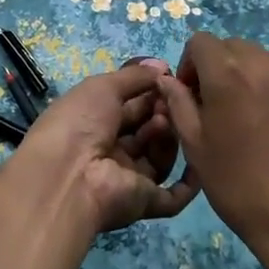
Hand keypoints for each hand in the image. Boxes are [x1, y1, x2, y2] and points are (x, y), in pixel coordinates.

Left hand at [18, 60, 198, 234]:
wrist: (68, 176)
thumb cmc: (80, 122)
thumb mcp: (103, 86)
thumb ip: (134, 76)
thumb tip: (161, 65)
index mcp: (95, 123)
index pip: (130, 106)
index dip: (149, 92)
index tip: (168, 79)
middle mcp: (111, 151)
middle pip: (146, 130)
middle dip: (160, 112)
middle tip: (168, 100)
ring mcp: (128, 179)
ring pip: (159, 156)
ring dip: (167, 136)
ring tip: (161, 122)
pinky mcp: (143, 203)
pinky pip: (172, 198)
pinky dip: (189, 183)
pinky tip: (200, 158)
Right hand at [155, 34, 268, 268]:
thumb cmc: (240, 186)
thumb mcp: (196, 147)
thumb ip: (178, 104)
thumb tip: (167, 80)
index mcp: (228, 73)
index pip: (200, 41)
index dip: (189, 64)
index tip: (191, 96)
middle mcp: (262, 63)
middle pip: (230, 47)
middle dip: (217, 67)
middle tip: (216, 107)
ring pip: (258, 59)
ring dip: (244, 75)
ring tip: (246, 117)